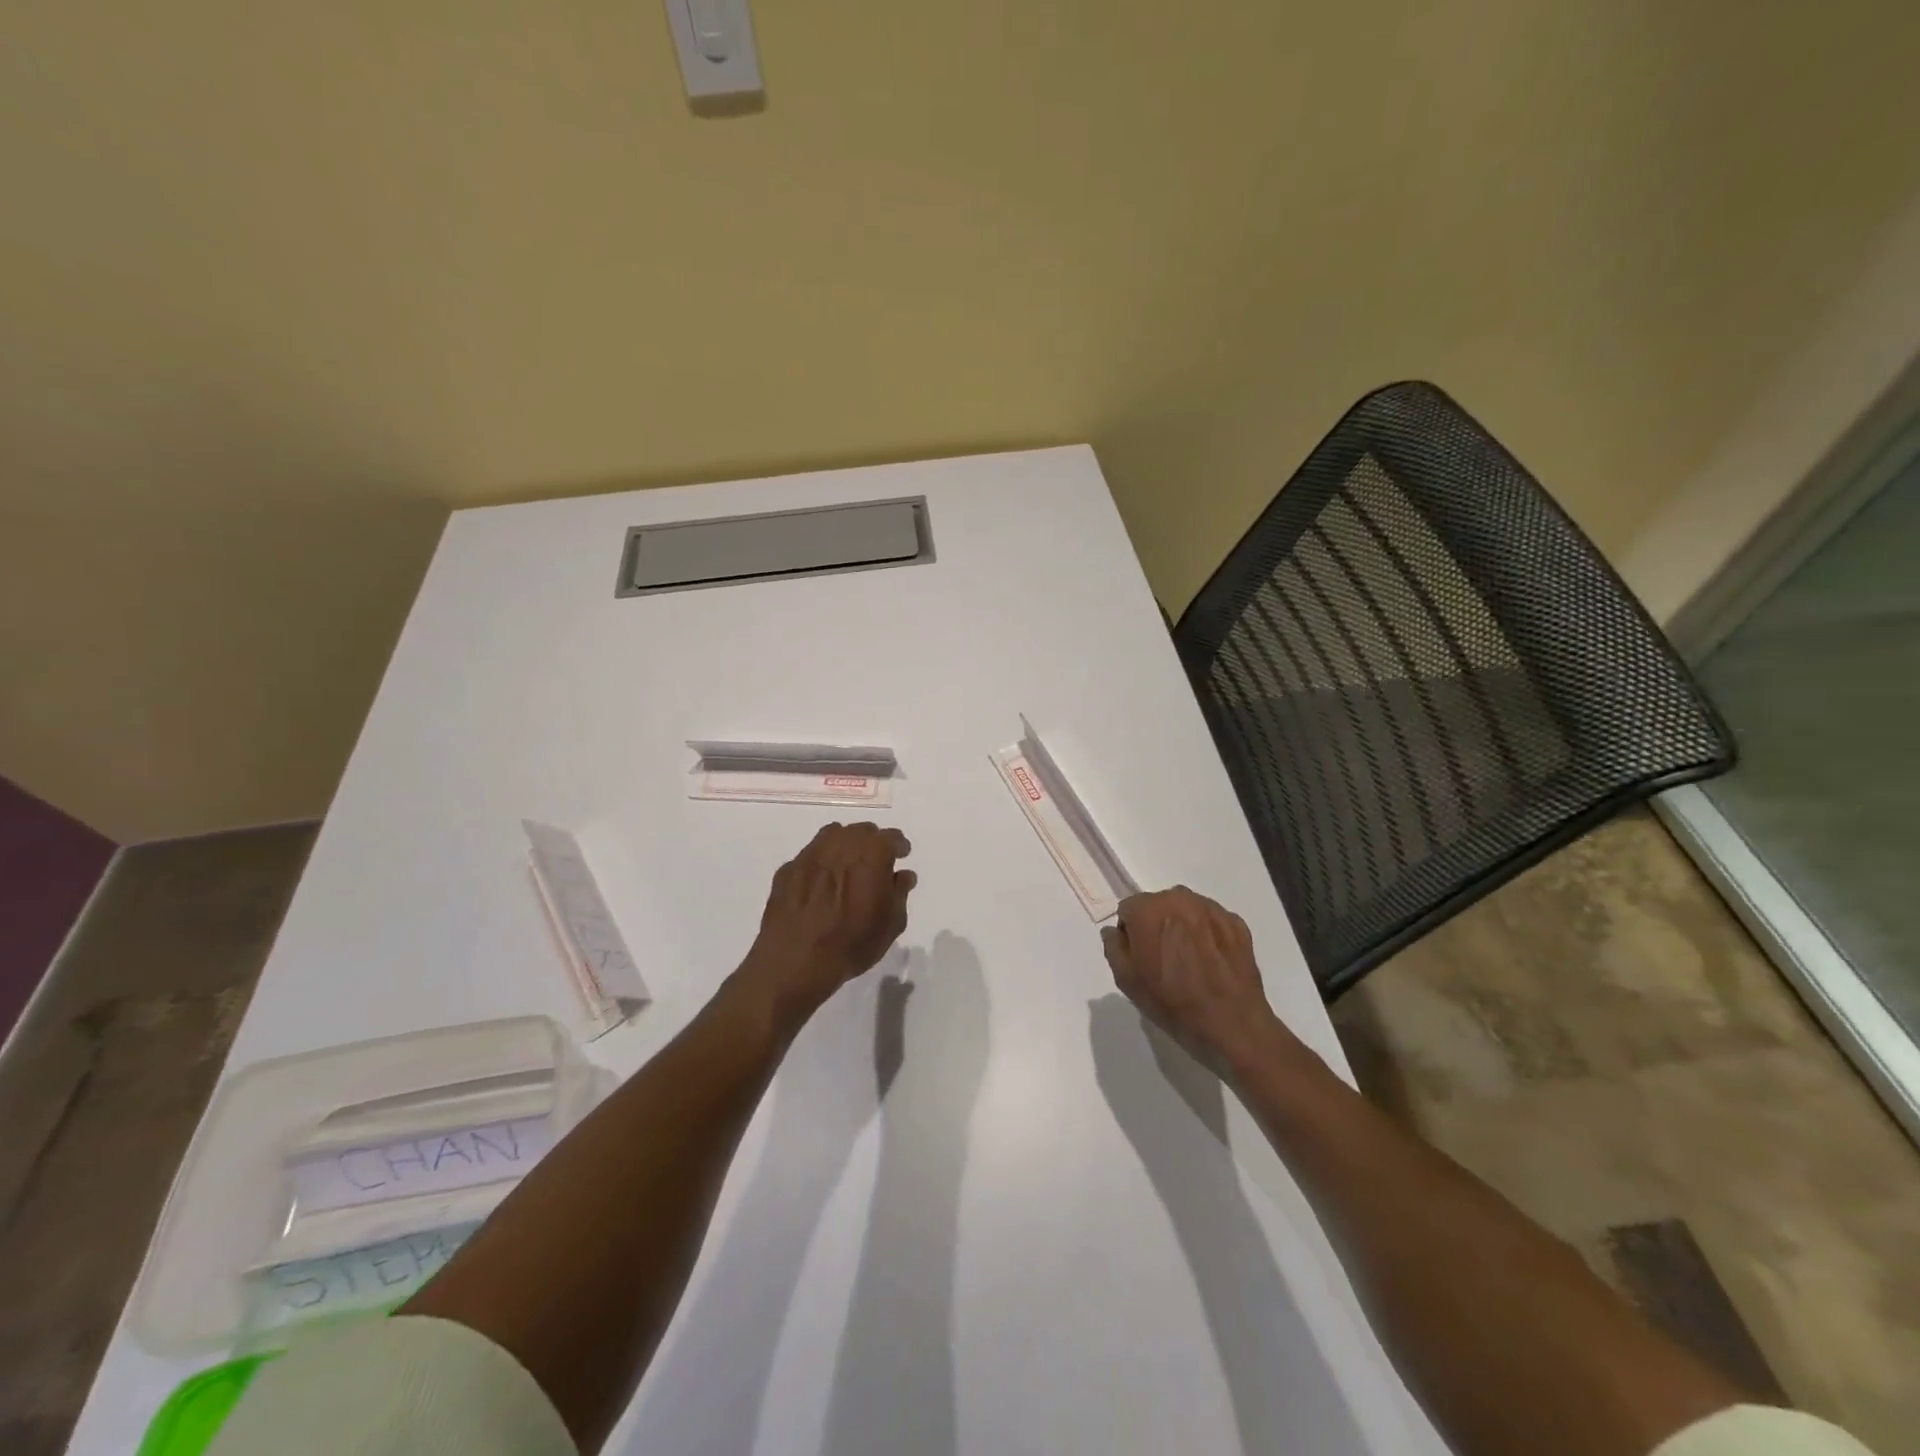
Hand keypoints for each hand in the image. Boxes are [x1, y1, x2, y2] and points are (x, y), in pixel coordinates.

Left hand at [742, 822, 915, 1024]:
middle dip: (871, 843)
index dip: (899, 846)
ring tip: (846, 867)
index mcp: (871, 854)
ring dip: (844, 846)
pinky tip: (819, 885)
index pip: (891, 837)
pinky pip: (809, 857)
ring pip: (832, 836)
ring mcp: (809, 855)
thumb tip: (903, 875)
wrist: (795, 961)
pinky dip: (819, 864)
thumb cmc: (852, 943)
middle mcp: (840, 844)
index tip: (902, 855)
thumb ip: (899, 893)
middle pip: (860, 831)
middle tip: (875, 863)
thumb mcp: (890, 924)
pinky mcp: (786, 870)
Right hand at [1101, 887, 1285, 1068]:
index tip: (1140, 958)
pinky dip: (1208, 936)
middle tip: (1164, 961)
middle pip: (1158, 906)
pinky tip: (1211, 963)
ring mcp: (1212, 910)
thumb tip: (1114, 932)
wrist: (1232, 1026)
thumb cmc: (1172, 1004)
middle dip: (1156, 926)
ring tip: (1190, 963)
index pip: (1128, 910)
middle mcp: (1180, 899)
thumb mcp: (1127, 981)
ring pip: (1186, 911)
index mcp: (1149, 909)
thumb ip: (1113, 947)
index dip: (1131, 934)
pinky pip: (1211, 922)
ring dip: (1183, 928)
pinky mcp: (1237, 924)